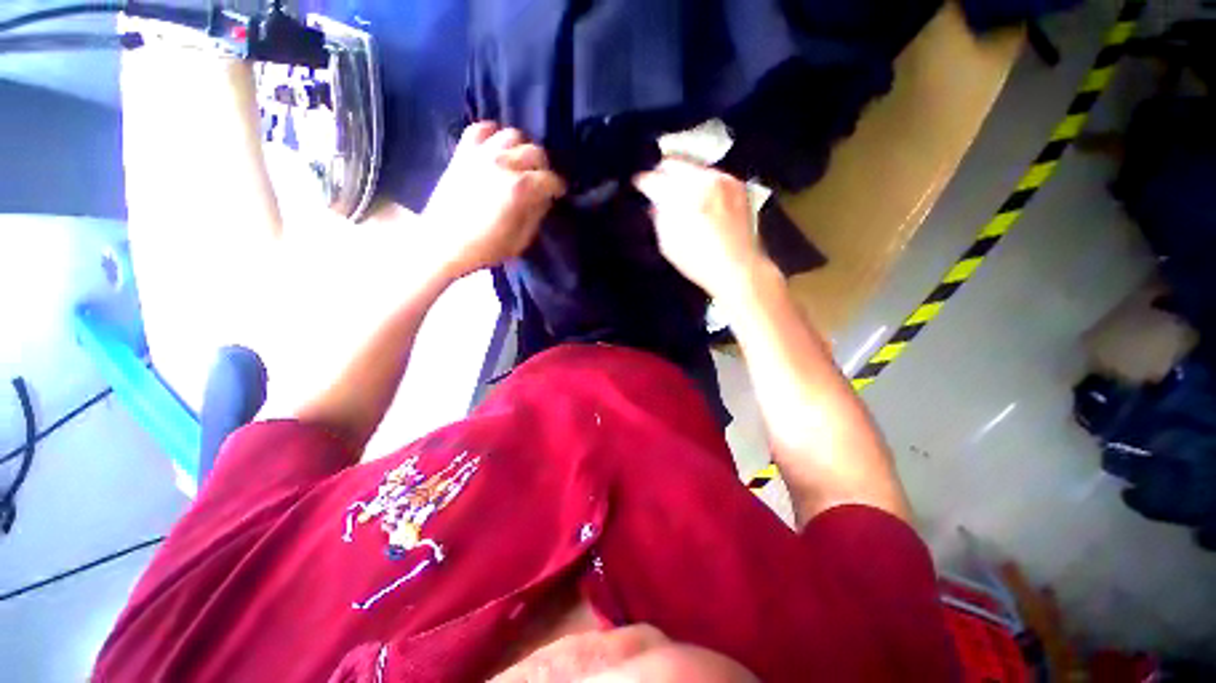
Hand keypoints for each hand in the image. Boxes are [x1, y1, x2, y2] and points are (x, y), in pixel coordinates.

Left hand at [423, 122, 565, 279]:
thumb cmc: (486, 248)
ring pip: (512, 135)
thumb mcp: (521, 240)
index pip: (550, 179)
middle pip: (535, 152)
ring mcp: (481, 154)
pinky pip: (480, 129)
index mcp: (519, 188)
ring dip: (521, 148)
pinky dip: (492, 134)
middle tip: (541, 180)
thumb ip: (536, 214)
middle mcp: (503, 164)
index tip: (559, 193)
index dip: (558, 187)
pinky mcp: (462, 153)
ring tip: (520, 163)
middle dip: (544, 167)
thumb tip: (544, 198)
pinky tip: (496, 148)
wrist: (443, 244)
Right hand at [633, 159, 767, 300]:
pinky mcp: (736, 184)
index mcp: (680, 197)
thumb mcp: (667, 244)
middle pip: (673, 163)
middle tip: (657, 187)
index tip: (638, 185)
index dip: (641, 182)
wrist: (737, 267)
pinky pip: (711, 175)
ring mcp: (721, 180)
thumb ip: (658, 218)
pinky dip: (701, 184)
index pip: (652, 179)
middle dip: (662, 174)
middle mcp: (701, 180)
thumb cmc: (699, 262)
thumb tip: (654, 204)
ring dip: (682, 178)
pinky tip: (701, 201)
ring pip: (692, 167)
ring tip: (680, 197)